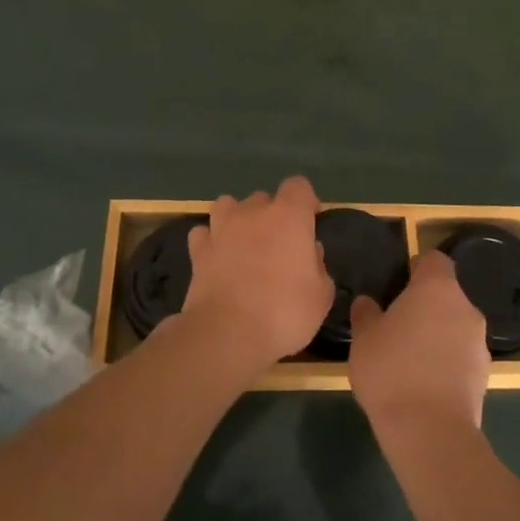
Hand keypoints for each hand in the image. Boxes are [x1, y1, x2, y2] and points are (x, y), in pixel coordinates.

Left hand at [179, 175, 331, 370]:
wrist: (227, 334)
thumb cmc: (284, 312)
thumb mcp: (320, 295)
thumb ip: (318, 266)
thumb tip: (309, 252)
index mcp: (289, 216)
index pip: (298, 186)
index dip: (305, 201)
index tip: (309, 222)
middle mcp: (253, 212)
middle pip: (264, 198)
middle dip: (271, 215)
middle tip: (278, 246)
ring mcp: (221, 228)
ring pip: (228, 206)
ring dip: (237, 219)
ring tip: (243, 244)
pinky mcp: (198, 250)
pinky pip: (204, 233)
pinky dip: (210, 241)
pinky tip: (217, 258)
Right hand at [349, 249, 488, 432]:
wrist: (430, 432)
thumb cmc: (392, 371)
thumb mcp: (364, 338)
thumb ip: (366, 313)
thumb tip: (368, 303)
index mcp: (437, 288)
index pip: (434, 260)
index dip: (417, 268)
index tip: (399, 284)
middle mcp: (465, 308)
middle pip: (447, 294)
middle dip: (426, 305)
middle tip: (398, 325)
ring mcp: (480, 342)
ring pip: (456, 326)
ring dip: (438, 334)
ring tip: (410, 359)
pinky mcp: (485, 375)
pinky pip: (462, 355)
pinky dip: (447, 361)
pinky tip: (425, 383)